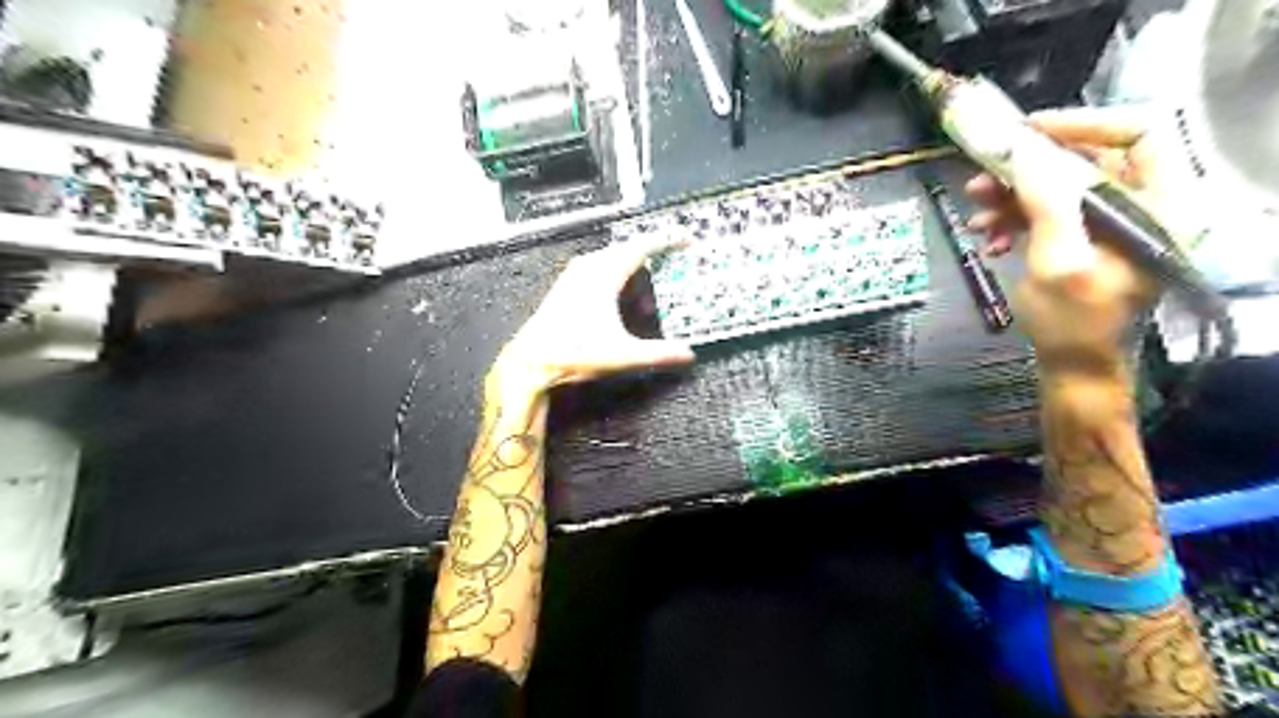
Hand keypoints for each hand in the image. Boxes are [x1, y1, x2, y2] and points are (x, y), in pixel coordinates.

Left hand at [490, 236, 694, 393]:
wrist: (530, 362)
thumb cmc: (574, 354)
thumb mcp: (623, 355)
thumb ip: (659, 353)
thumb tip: (689, 354)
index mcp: (604, 275)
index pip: (642, 247)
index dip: (667, 240)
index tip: (687, 239)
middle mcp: (589, 267)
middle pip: (629, 251)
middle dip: (654, 259)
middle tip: (673, 269)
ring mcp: (575, 275)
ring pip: (613, 261)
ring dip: (635, 274)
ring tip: (647, 301)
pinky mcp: (566, 285)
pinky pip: (600, 269)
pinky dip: (618, 280)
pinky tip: (621, 305)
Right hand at [971, 107, 1159, 375]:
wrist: (1071, 361)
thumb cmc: (1073, 321)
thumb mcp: (1059, 262)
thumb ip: (1047, 202)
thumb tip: (1021, 151)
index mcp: (1160, 203)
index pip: (1138, 131)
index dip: (1082, 123)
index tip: (1026, 132)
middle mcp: (1141, 202)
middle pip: (1086, 157)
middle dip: (1026, 168)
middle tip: (981, 178)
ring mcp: (1109, 220)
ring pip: (1057, 184)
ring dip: (1010, 195)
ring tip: (976, 215)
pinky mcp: (1082, 234)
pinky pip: (1045, 209)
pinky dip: (1013, 218)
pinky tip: (990, 238)